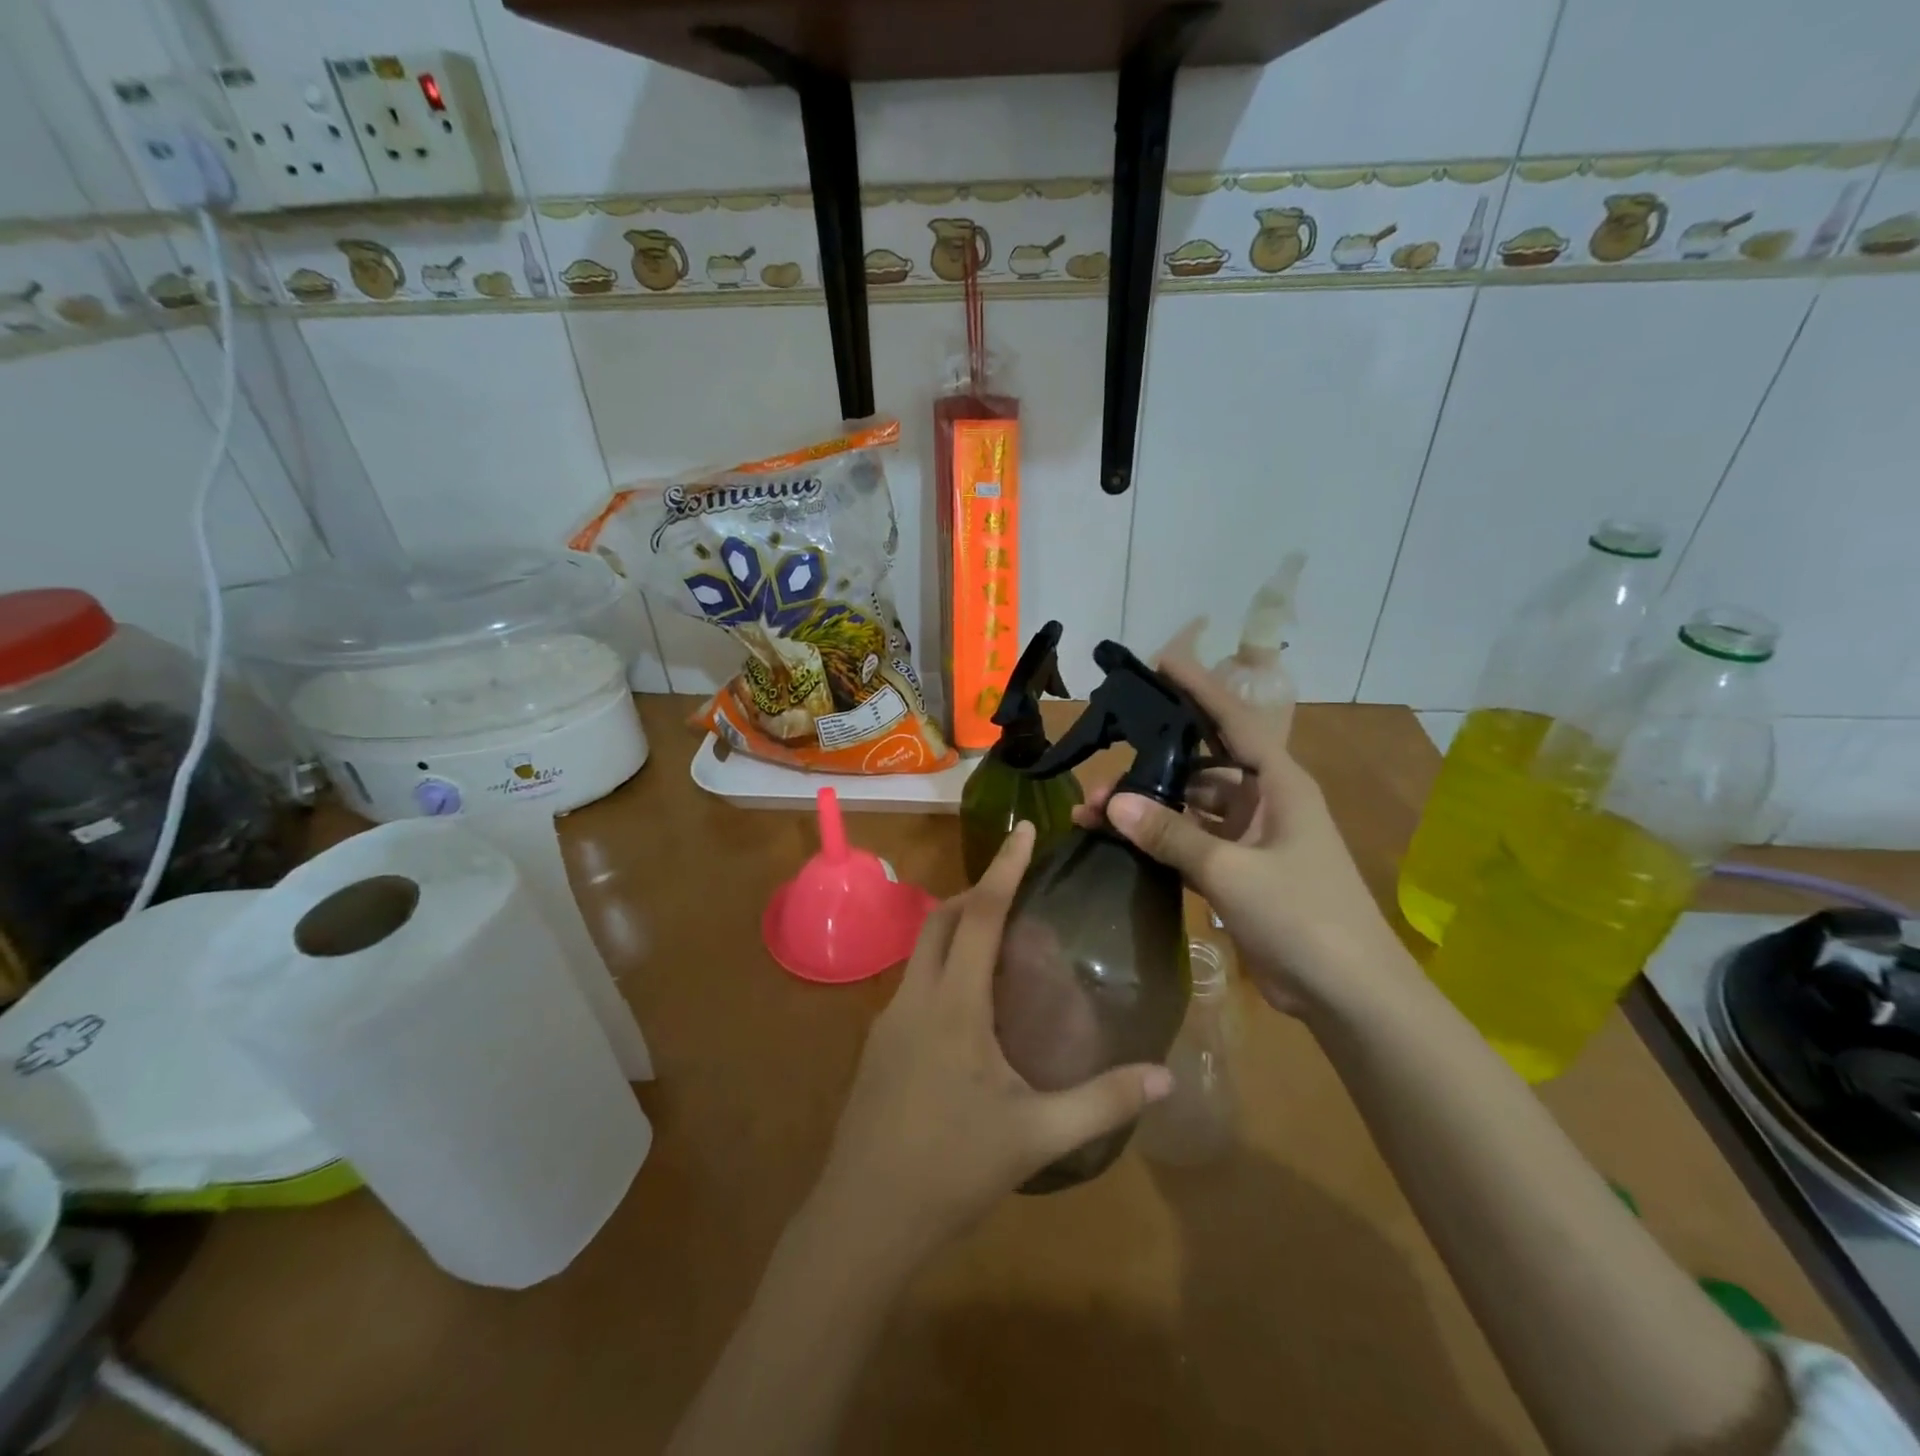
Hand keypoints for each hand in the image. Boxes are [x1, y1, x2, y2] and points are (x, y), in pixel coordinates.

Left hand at [815, 823, 1171, 1262]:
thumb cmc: (951, 1169)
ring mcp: (889, 1020)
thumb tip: (1166, 1078)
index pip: (980, 915)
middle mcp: (916, 998)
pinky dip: (943, 966)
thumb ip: (1103, 1102)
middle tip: (1016, 888)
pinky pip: (914, 982)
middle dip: (976, 891)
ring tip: (999, 942)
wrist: (863, 1218)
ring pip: (921, 949)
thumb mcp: (1037, 1136)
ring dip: (956, 928)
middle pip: (941, 919)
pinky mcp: (878, 1045)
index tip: (1023, 830)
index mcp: (954, 1005)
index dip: (1003, 868)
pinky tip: (969, 1006)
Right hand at [1076, 634, 1414, 1018]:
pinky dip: (1158, 841)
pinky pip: (1190, 843)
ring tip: (1092, 812)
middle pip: (1199, 766)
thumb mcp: (1233, 871)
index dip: (1197, 688)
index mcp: (1278, 784)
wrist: (1350, 995)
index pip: (1232, 720)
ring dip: (1147, 808)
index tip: (1159, 663)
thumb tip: (1111, 801)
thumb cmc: (1304, 917)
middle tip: (1099, 764)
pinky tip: (1119, 842)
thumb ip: (1171, 835)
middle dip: (1150, 764)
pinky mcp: (1239, 872)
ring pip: (1189, 808)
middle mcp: (1264, 801)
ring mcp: (1251, 838)